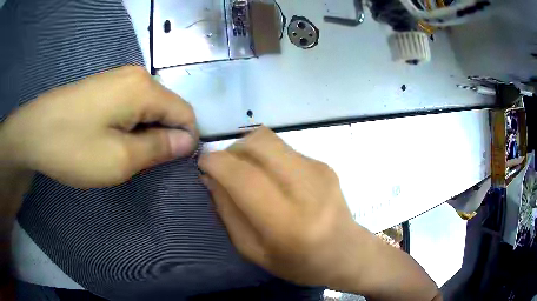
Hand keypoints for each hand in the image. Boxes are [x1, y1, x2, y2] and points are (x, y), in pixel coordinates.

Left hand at [0, 66, 197, 187]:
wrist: (32, 132)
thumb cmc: (74, 148)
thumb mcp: (120, 159)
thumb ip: (159, 149)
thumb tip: (187, 141)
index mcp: (144, 89)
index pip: (185, 113)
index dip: (185, 141)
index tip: (168, 165)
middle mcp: (136, 76)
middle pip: (166, 109)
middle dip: (160, 138)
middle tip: (136, 163)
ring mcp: (117, 78)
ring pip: (147, 109)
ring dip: (142, 134)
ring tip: (119, 153)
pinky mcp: (104, 86)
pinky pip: (129, 105)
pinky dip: (128, 125)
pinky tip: (107, 138)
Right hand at [199, 127, 440, 300]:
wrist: (347, 252)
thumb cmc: (299, 263)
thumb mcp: (254, 251)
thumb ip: (228, 213)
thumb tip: (210, 177)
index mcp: (287, 224)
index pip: (244, 177)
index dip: (216, 162)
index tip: (202, 162)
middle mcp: (308, 190)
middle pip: (259, 144)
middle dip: (232, 149)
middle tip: (224, 167)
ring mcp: (321, 171)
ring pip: (270, 140)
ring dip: (248, 150)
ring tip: (246, 172)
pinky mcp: (325, 164)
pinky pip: (284, 149)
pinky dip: (267, 158)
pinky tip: (272, 178)